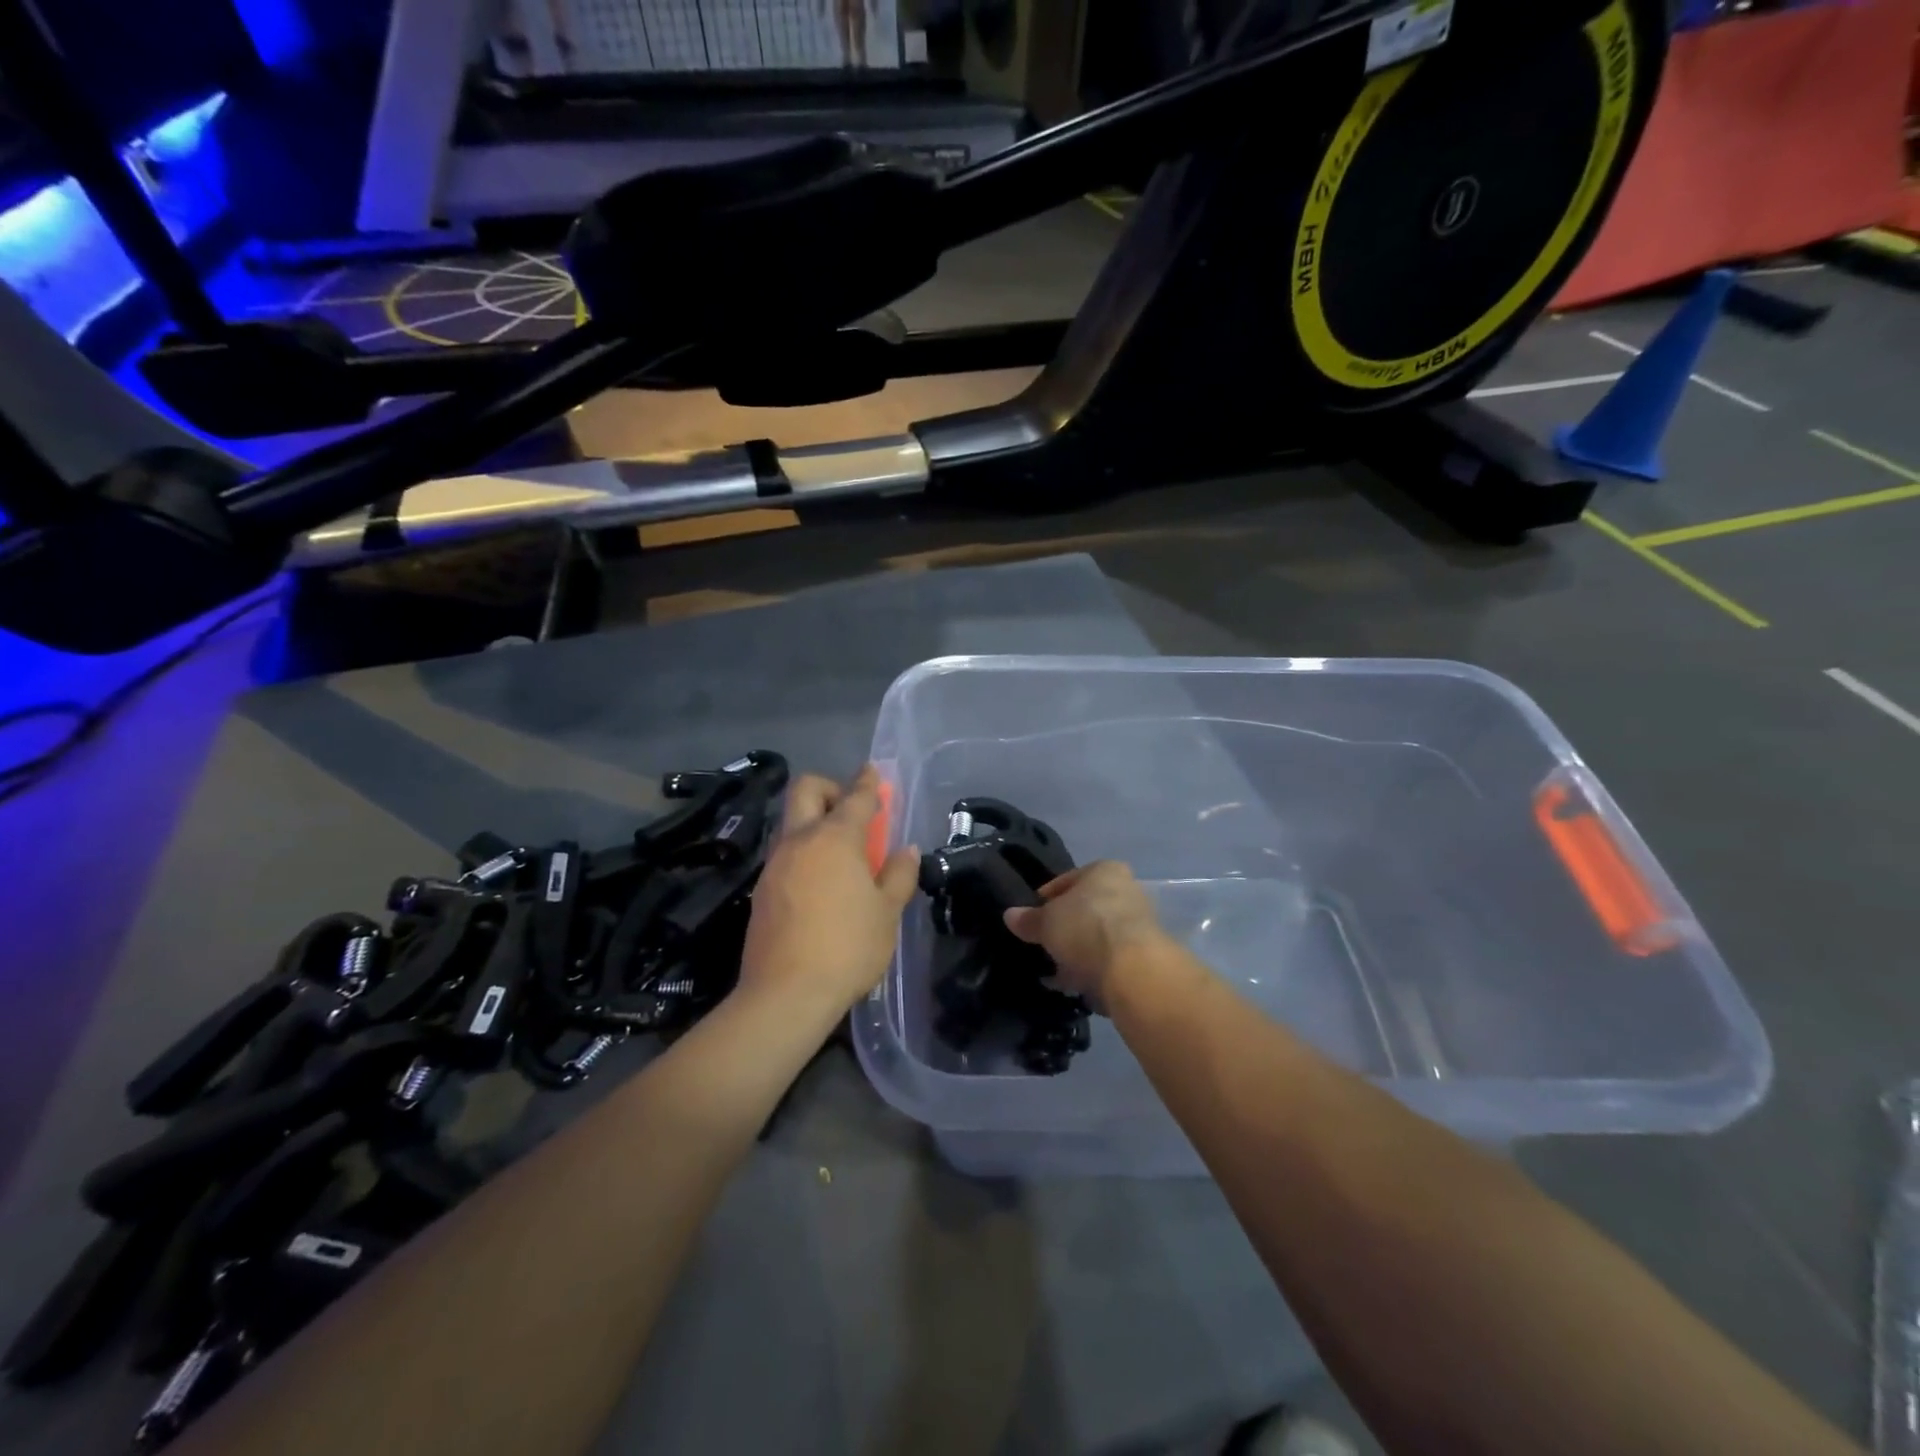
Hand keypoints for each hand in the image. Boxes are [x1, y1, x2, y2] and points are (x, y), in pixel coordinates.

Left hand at [738, 766, 919, 1021]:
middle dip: (831, 787)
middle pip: (807, 790)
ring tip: (842, 855)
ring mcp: (775, 864)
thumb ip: (898, 874)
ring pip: (792, 822)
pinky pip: (785, 853)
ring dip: (816, 822)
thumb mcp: (887, 913)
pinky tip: (821, 883)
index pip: (855, 798)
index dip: (868, 782)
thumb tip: (906, 850)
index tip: (874, 771)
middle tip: (852, 811)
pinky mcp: (762, 888)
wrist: (785, 994)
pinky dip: (805, 852)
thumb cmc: (848, 948)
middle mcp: (799, 841)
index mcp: (834, 839)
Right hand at [1002, 861, 1172, 1006]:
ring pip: (1097, 936)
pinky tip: (1073, 985)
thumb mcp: (1046, 922)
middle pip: (1085, 909)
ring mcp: (1138, 924)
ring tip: (1055, 971)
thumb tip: (1009, 915)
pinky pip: (1108, 959)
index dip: (1046, 899)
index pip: (1068, 880)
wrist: (1132, 969)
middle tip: (1043, 945)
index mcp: (1105, 870)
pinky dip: (1091, 970)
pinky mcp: (1143, 956)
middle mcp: (1127, 890)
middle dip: (1064, 928)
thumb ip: (1028, 919)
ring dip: (1078, 952)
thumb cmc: (1085, 927)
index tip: (1032, 918)